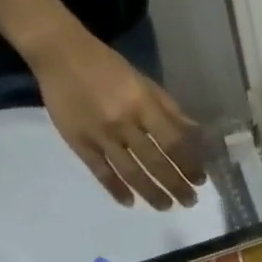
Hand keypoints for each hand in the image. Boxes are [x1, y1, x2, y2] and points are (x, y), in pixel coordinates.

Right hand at [29, 32, 207, 209]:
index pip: (173, 142)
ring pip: (130, 172)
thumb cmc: (109, 67)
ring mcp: (100, 135)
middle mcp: (124, 123)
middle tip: (190, 201)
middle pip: (155, 161)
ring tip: (166, 206)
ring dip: (150, 192)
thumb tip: (196, 134)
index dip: (189, 163)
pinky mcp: (79, 143)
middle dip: (175, 184)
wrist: (61, 55)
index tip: (200, 179)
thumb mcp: (145, 82)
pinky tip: (129, 202)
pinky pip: (100, 172)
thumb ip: (169, 109)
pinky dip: (115, 189)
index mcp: (143, 105)